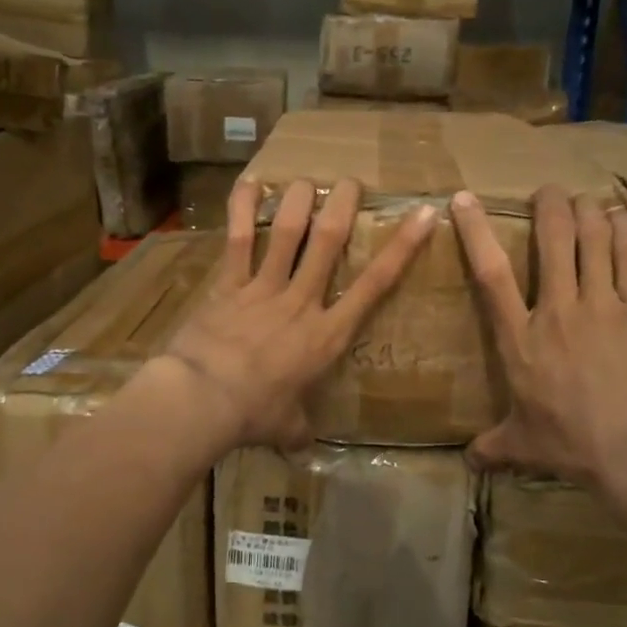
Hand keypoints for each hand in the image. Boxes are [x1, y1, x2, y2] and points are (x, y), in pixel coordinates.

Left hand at [154, 177, 434, 450]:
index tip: (422, 215)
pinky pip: (238, 241)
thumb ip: (299, 429)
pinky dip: (242, 210)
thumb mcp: (286, 428)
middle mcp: (301, 301)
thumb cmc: (254, 415)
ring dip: (299, 201)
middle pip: (329, 242)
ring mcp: (263, 288)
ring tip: (306, 181)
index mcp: (327, 335)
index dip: (402, 248)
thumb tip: (302, 445)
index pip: (375, 285)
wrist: (204, 399)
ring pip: (288, 233)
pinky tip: (249, 183)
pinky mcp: (228, 285)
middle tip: (351, 182)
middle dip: (343, 206)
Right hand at [451, 185, 626, 489]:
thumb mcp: (524, 445)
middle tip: (549, 192)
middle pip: (553, 239)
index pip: (491, 274)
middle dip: (549, 205)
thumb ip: (494, 446)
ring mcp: (604, 304)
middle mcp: (559, 309)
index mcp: (521, 338)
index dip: (476, 231)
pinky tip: (623, 219)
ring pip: (594, 238)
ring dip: (588, 211)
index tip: (465, 199)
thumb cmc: (573, 443)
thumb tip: (469, 462)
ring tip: (586, 201)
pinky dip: (626, 231)